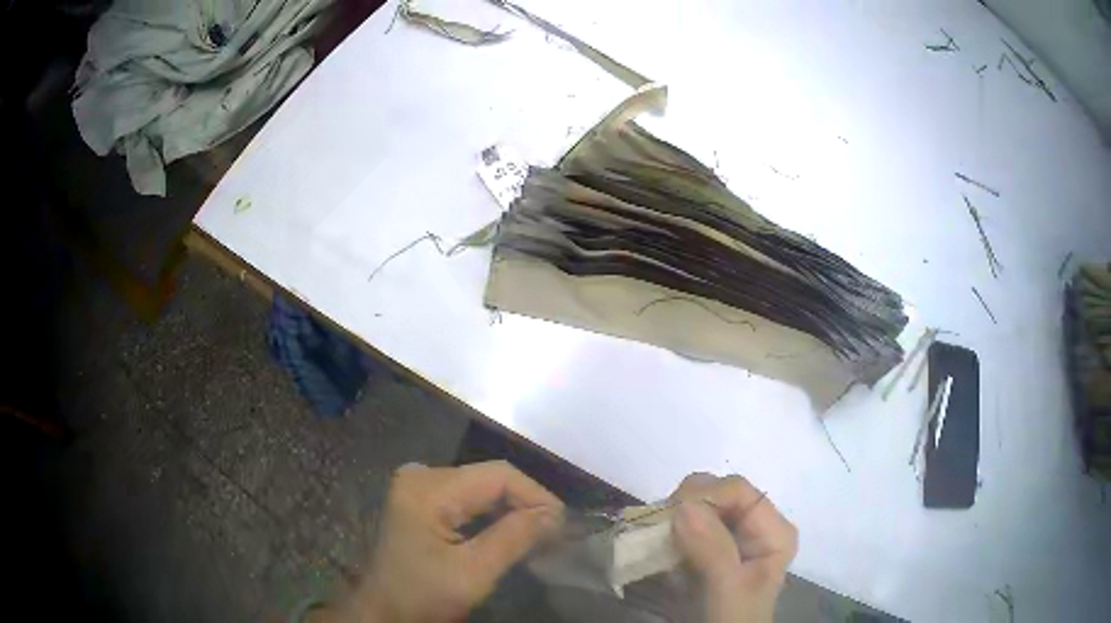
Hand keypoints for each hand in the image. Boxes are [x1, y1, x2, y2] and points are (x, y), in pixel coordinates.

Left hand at [316, 461, 563, 622]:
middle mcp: (421, 475)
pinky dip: (493, 513)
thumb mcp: (473, 573)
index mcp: (428, 488)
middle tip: (556, 531)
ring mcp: (418, 485)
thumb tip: (555, 514)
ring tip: (541, 532)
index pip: (498, 475)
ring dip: (513, 508)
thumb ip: (514, 538)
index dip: (536, 495)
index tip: (563, 524)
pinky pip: (468, 497)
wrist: (384, 611)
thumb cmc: (423, 596)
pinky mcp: (421, 499)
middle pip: (489, 478)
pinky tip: (512, 530)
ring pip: (482, 487)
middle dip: (526, 503)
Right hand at [669, 474, 797, 622]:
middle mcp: (755, 526)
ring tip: (656, 541)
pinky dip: (668, 531)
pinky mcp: (710, 548)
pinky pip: (686, 525)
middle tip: (659, 532)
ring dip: (673, 518)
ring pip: (699, 506)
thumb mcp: (728, 588)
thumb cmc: (731, 619)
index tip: (669, 518)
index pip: (738, 490)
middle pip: (718, 493)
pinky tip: (659, 547)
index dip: (703, 496)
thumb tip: (684, 504)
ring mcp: (732, 537)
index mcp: (773, 530)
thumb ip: (713, 548)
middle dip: (685, 505)